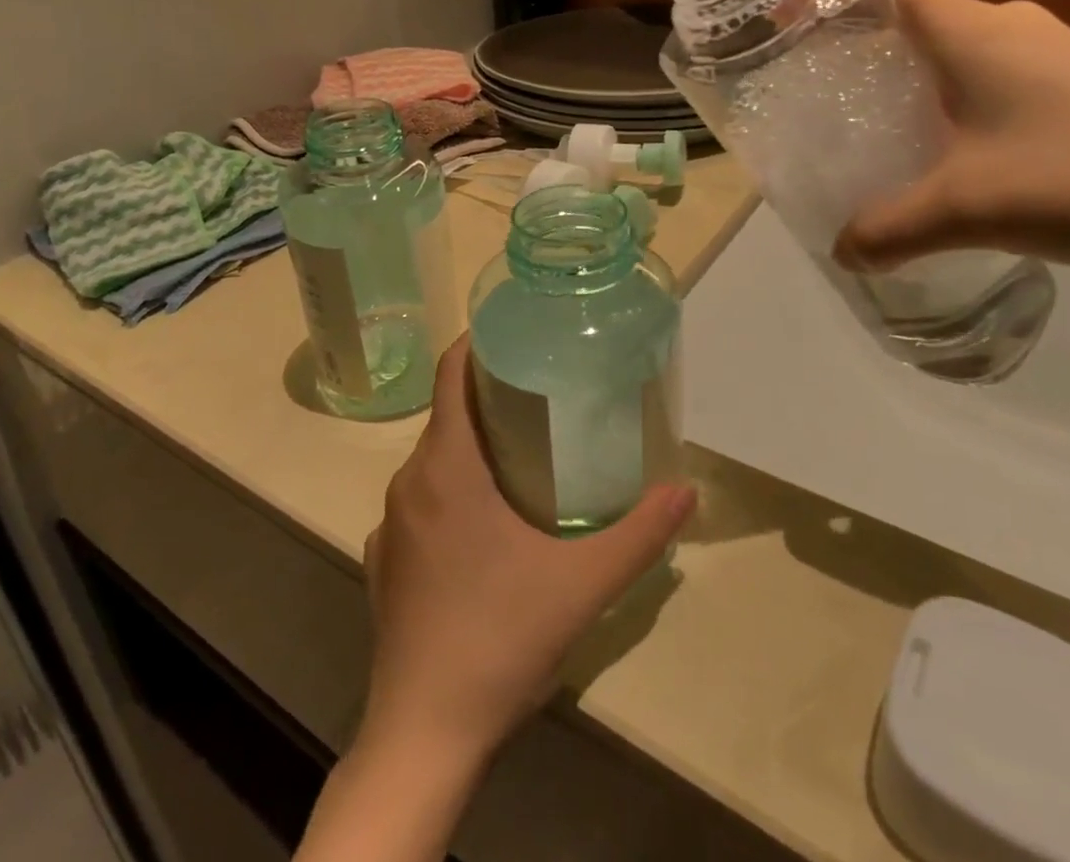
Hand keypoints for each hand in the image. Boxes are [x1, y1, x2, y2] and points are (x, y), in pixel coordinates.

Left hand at [358, 336, 696, 766]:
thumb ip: (638, 534)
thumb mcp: (582, 585)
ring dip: (471, 448)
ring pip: (433, 462)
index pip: (450, 375)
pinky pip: (420, 504)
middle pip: (446, 416)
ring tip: (522, 455)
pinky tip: (485, 528)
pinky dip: (450, 493)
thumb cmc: (499, 638)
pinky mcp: (383, 564)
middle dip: (488, 397)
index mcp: (446, 467)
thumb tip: (686, 491)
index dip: (476, 344)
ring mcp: (390, 526)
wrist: (423, 736)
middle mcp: (409, 483)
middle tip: (542, 395)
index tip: (514, 334)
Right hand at [834, 0, 1069, 271]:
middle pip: (911, 11)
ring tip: (865, 115)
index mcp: (970, 30)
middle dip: (857, 39)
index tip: (787, 13)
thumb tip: (840, 252)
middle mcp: (1005, 23)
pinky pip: (986, 67)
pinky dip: (948, 90)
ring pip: (951, 43)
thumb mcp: (968, 209)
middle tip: (812, 81)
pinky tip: (942, 140)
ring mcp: (1045, 48)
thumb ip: (890, 229)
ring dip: (906, 70)